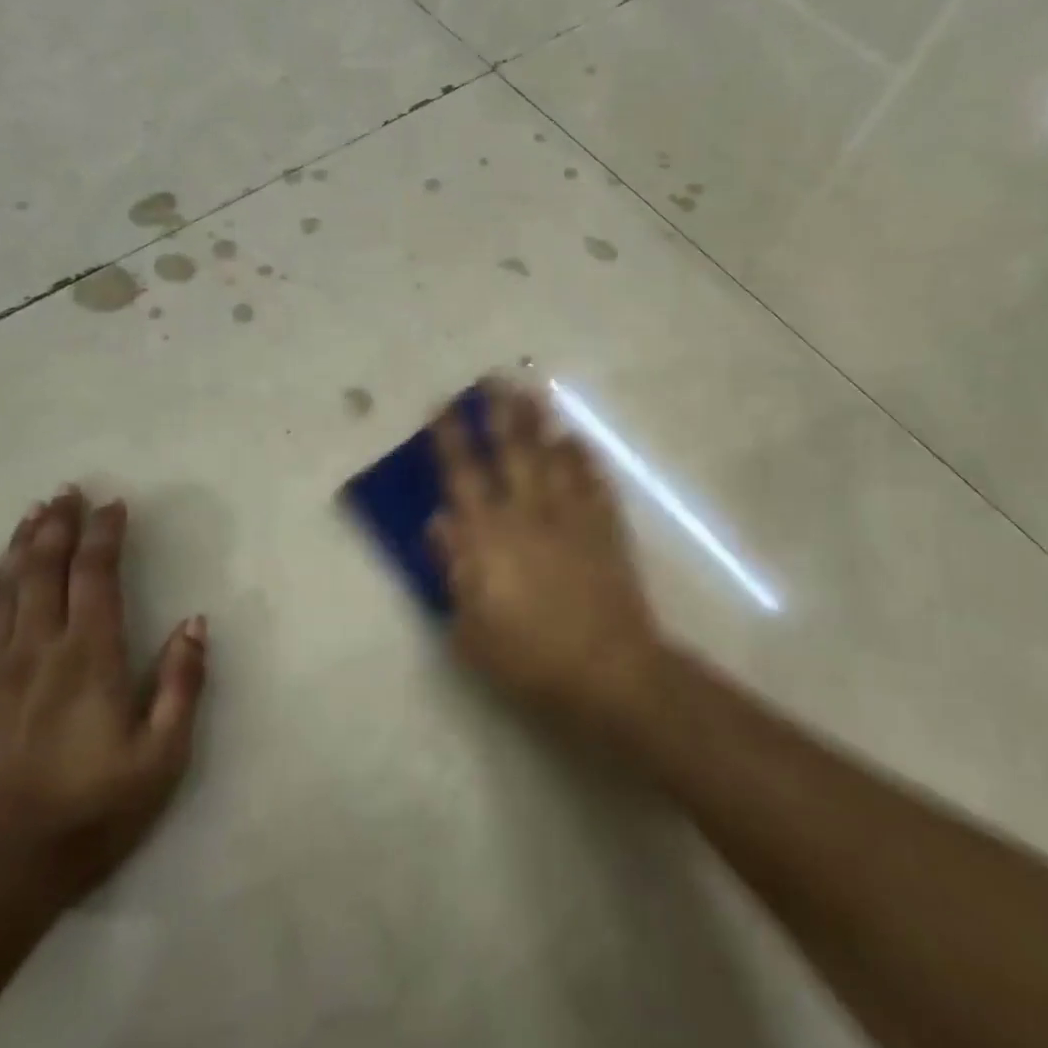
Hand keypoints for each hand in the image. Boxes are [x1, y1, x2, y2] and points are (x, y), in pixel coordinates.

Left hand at [0, 488, 206, 907]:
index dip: (105, 536)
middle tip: (67, 491)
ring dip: (20, 548)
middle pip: (45, 571)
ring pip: (4, 592)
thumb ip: (180, 683)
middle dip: (58, 527)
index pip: (96, 578)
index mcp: (89, 658)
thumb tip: (194, 623)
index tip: (114, 505)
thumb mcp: (162, 755)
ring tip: (32, 514)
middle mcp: (37, 651)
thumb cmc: (91, 813)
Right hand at [431, 381, 672, 744]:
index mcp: (489, 537)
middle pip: (513, 451)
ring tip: (534, 390)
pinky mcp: (606, 529)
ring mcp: (572, 518)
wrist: (607, 670)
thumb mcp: (470, 627)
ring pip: (554, 457)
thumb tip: (439, 522)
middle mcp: (529, 515)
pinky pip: (593, 482)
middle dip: (501, 412)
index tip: (443, 405)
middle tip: (495, 377)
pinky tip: (578, 440)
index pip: (463, 476)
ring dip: (542, 422)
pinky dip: (584, 458)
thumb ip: (453, 569)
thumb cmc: (528, 658)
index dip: (451, 438)